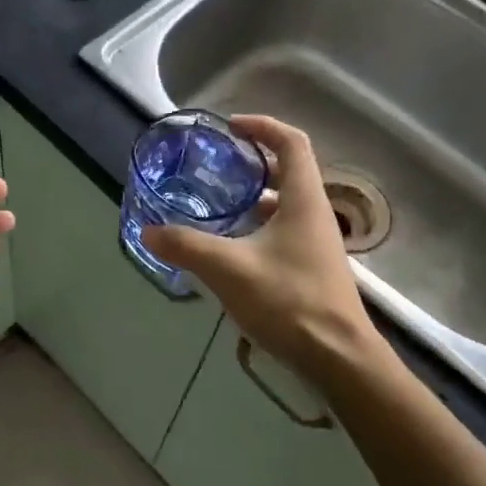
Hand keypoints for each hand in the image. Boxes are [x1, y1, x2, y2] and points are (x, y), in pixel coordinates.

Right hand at [141, 115, 378, 378]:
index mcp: (304, 200)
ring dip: (255, 198)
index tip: (231, 128)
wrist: (337, 358)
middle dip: (254, 162)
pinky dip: (257, 228)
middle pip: (289, 171)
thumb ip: (186, 246)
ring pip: (285, 205)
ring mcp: (316, 243)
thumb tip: (148, 231)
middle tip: (219, 165)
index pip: (292, 142)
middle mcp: (315, 214)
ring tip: (218, 204)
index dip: (263, 127)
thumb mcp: (228, 269)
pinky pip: (283, 232)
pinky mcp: (312, 269)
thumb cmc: (289, 301)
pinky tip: (231, 248)